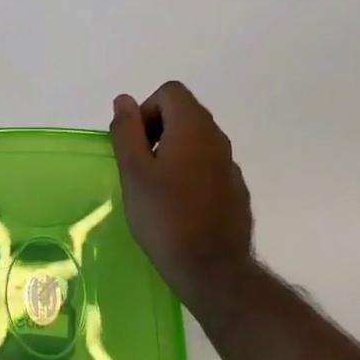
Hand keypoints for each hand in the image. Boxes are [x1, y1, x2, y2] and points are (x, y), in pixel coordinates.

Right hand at [109, 81, 257, 321]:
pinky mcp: (235, 190)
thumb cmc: (164, 216)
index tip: (134, 146)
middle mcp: (217, 138)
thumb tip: (124, 100)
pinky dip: (189, 174)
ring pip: (196, 142)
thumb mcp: (134, 172)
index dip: (145, 111)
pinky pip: (207, 167)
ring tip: (154, 189)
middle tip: (138, 168)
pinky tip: (177, 207)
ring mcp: (230, 165)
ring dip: (172, 153)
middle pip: (184, 113)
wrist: (211, 267)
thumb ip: (127, 131)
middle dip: (156, 131)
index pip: (169, 92)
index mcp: (193, 127)